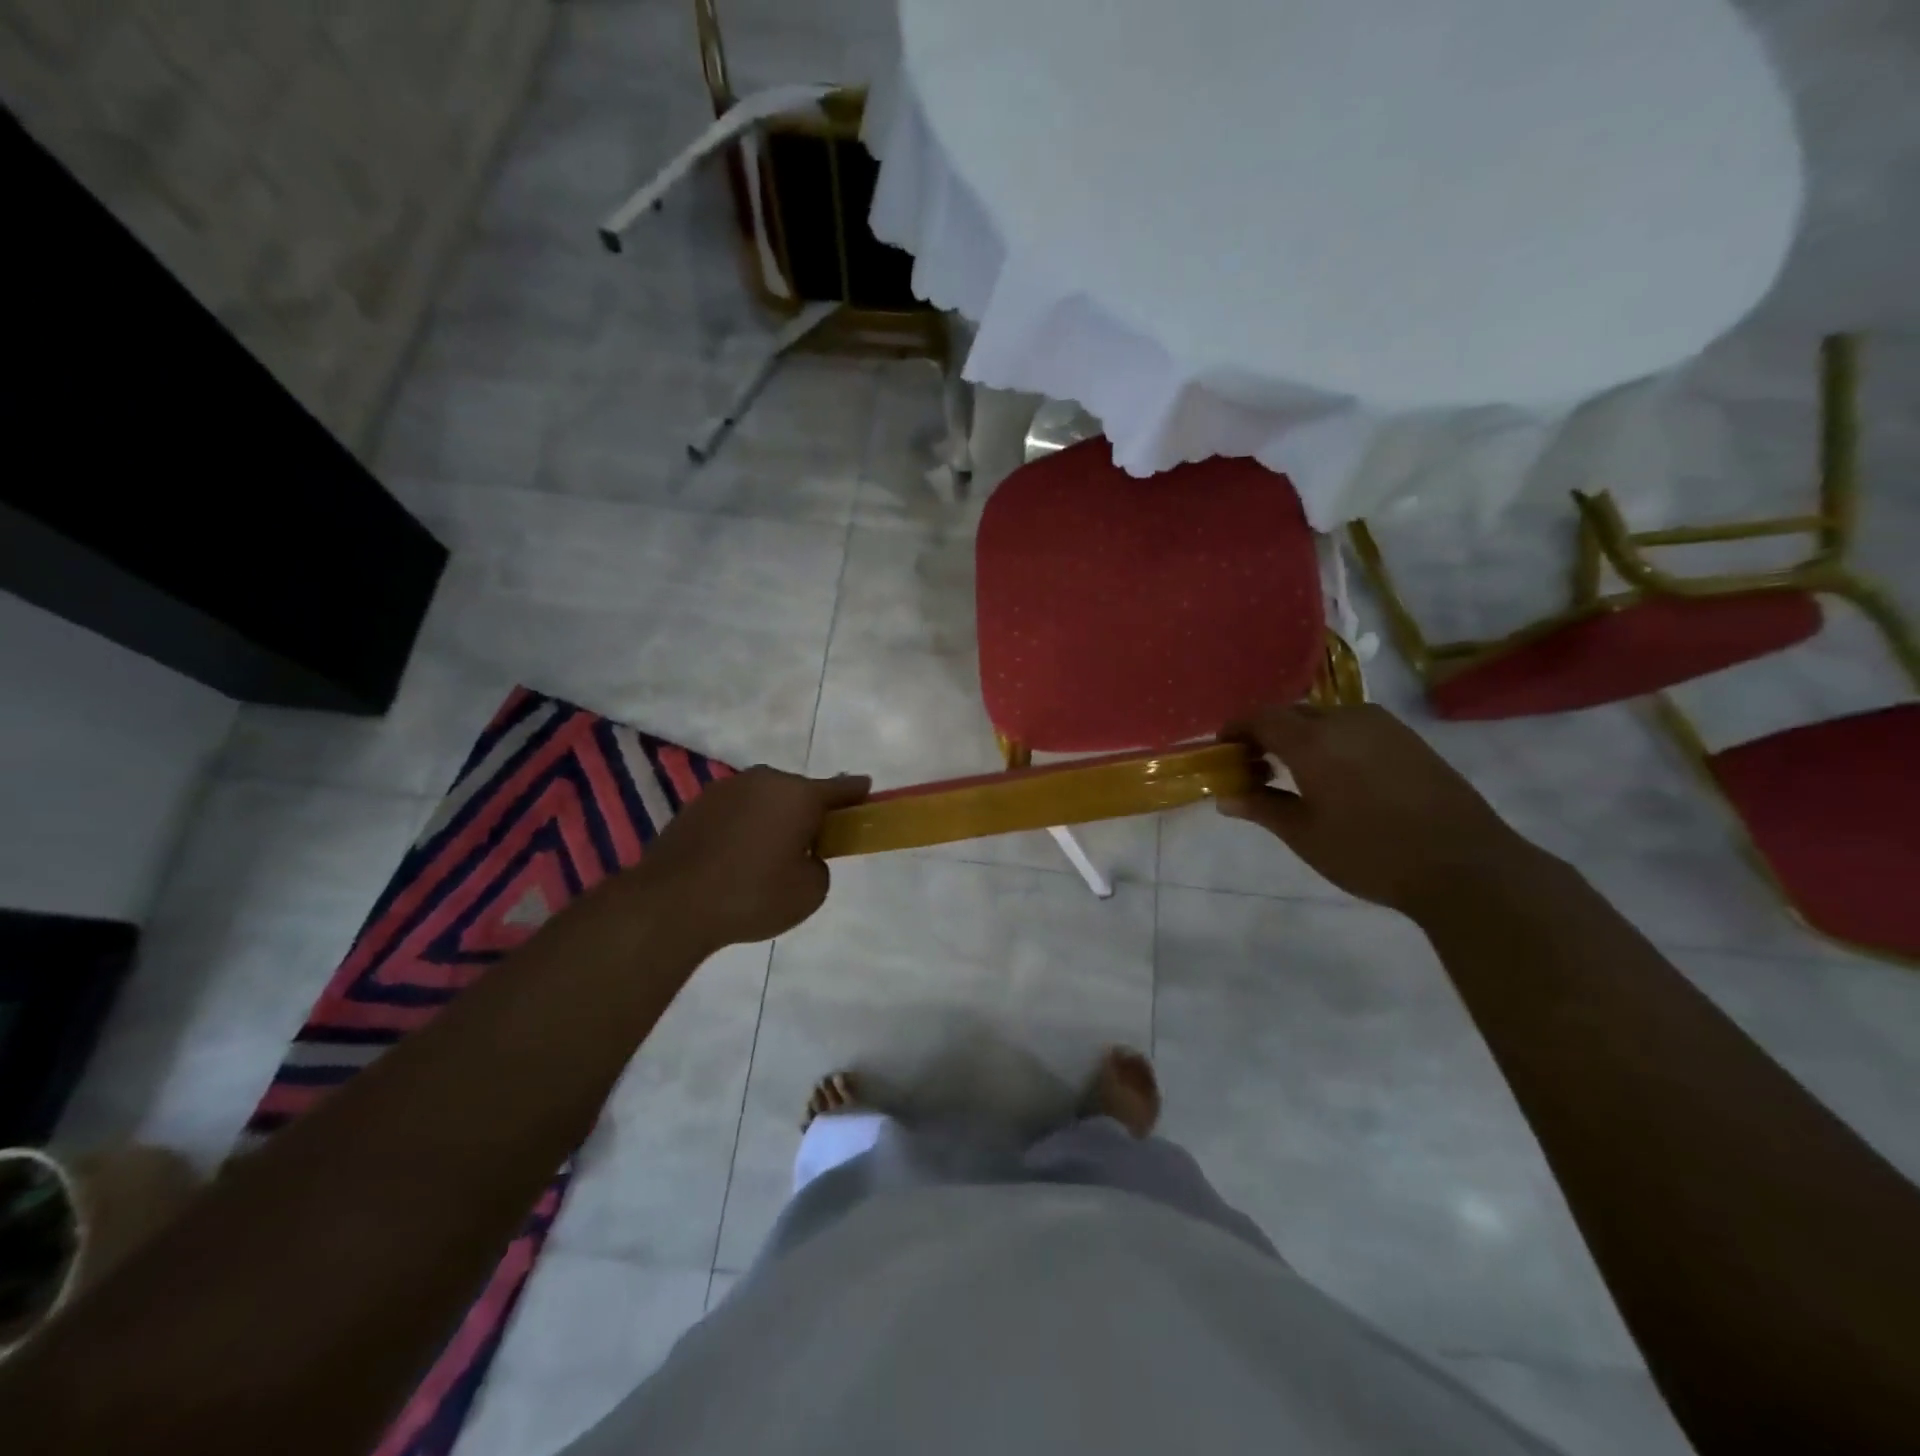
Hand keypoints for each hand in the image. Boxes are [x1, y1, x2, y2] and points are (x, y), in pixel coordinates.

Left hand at [623, 766, 870, 948]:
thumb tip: (802, 855)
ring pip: (764, 800)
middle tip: (809, 845)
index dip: (857, 793)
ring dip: (772, 819)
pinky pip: (736, 812)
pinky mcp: (696, 806)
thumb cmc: (752, 895)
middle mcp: (763, 781)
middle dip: (807, 812)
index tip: (867, 792)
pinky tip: (735, 859)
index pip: (840, 788)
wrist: (671, 904)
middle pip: (798, 792)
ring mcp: (726, 790)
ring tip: (765, 858)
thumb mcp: (811, 891)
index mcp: (798, 794)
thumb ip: (819, 865)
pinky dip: (743, 827)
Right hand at [1219, 704, 1539, 917]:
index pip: (1260, 717)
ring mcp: (1382, 725)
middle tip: (1255, 768)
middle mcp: (1345, 719)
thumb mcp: (1305, 834)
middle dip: (1267, 735)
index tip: (1223, 751)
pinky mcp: (1408, 738)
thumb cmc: (1370, 852)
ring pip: (1325, 719)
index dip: (1235, 730)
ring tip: (1295, 774)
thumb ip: (1262, 807)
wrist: (1464, 865)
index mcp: (1312, 740)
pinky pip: (1354, 727)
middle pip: (1292, 714)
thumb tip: (1226, 796)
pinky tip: (1337, 776)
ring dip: (1301, 737)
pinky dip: (1332, 741)